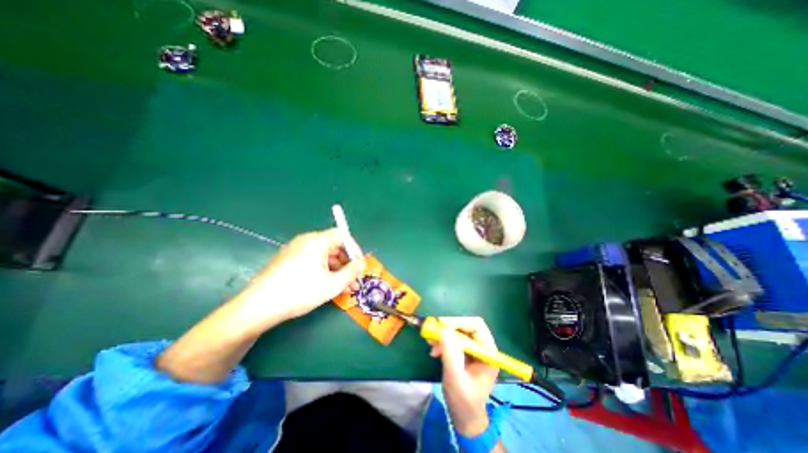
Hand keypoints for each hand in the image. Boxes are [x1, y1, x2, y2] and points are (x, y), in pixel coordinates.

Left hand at [238, 231, 365, 324]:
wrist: (258, 307)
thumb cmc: (299, 292)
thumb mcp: (332, 284)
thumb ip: (352, 271)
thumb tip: (363, 262)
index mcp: (317, 241)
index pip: (342, 235)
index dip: (354, 249)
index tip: (360, 265)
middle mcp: (306, 240)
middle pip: (334, 245)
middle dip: (347, 262)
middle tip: (353, 279)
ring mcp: (295, 250)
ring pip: (324, 255)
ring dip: (337, 268)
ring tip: (343, 287)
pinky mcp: (288, 260)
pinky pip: (312, 260)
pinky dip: (324, 270)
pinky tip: (327, 285)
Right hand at [429, 316, 499, 435]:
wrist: (464, 417)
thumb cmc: (463, 401)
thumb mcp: (455, 378)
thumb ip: (450, 353)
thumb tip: (444, 329)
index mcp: (488, 352)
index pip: (476, 325)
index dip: (458, 322)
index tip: (440, 325)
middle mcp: (483, 347)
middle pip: (466, 325)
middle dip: (449, 328)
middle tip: (433, 333)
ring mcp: (474, 348)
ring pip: (458, 330)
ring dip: (443, 334)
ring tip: (431, 343)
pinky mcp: (466, 351)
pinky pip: (454, 338)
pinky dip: (443, 340)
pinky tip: (434, 350)